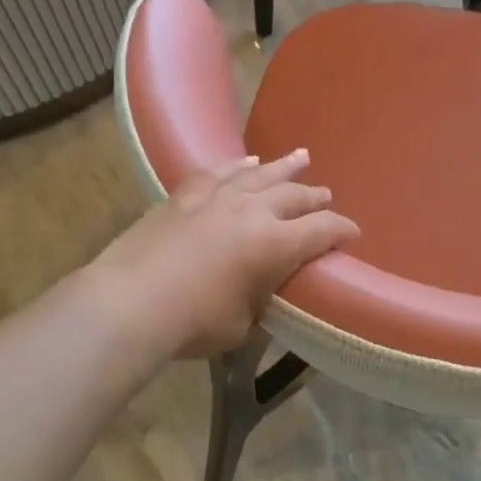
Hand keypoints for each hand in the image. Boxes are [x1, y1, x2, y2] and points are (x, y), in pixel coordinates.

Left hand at [85, 150, 358, 359]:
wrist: (128, 304)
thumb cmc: (193, 324)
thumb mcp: (242, 324)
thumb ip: (259, 300)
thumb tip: (259, 293)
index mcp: (275, 245)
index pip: (322, 230)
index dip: (342, 230)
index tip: (352, 233)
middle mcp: (252, 211)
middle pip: (294, 195)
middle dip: (315, 197)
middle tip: (326, 196)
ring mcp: (217, 198)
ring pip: (260, 174)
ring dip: (284, 167)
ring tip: (301, 157)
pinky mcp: (184, 196)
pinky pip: (219, 172)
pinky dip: (237, 166)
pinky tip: (245, 162)